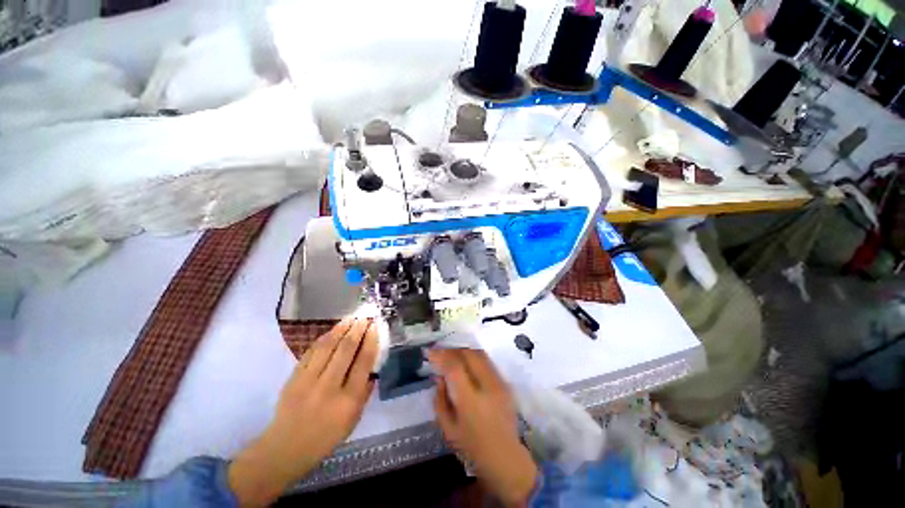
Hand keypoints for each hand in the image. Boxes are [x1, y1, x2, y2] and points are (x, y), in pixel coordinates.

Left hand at [228, 318, 377, 506]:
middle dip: (358, 329)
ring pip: (328, 346)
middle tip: (365, 316)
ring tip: (351, 317)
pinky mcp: (294, 378)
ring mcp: (308, 381)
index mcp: (348, 400)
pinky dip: (324, 338)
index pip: (364, 362)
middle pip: (346, 350)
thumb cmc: (326, 437)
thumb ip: (365, 392)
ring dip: (342, 328)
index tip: (375, 326)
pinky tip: (333, 330)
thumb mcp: (354, 420)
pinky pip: (311, 352)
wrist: (286, 448)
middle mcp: (329, 387)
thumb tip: (372, 366)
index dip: (371, 340)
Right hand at [429, 349, 537, 506]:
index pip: (454, 367)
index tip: (430, 352)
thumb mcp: (448, 428)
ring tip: (452, 354)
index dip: (441, 355)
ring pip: (480, 354)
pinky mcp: (505, 383)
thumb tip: (438, 376)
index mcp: (470, 401)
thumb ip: (440, 399)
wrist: (505, 458)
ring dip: (463, 351)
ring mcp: (499, 383)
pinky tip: (467, 363)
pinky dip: (474, 357)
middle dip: (452, 350)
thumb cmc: (472, 447)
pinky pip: (488, 361)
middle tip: (441, 352)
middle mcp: (487, 387)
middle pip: (469, 354)